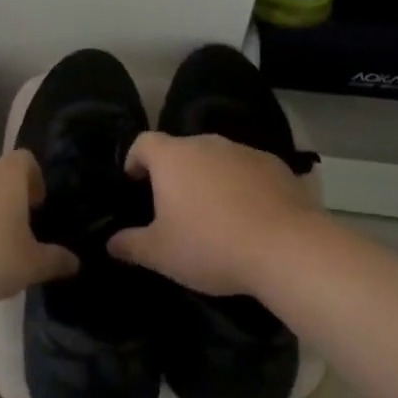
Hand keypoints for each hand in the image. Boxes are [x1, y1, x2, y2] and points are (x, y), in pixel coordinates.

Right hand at [108, 132, 322, 296]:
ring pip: (217, 160)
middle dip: (175, 173)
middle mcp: (207, 144)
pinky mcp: (277, 166)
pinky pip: (249, 171)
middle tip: (174, 207)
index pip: (143, 143)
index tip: (134, 182)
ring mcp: (244, 152)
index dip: (134, 159)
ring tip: (214, 215)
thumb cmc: (211, 245)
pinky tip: (250, 217)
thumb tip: (111, 242)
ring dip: (210, 179)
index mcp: (173, 157)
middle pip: (182, 150)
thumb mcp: (161, 254)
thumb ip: (131, 245)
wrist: (287, 248)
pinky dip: (243, 187)